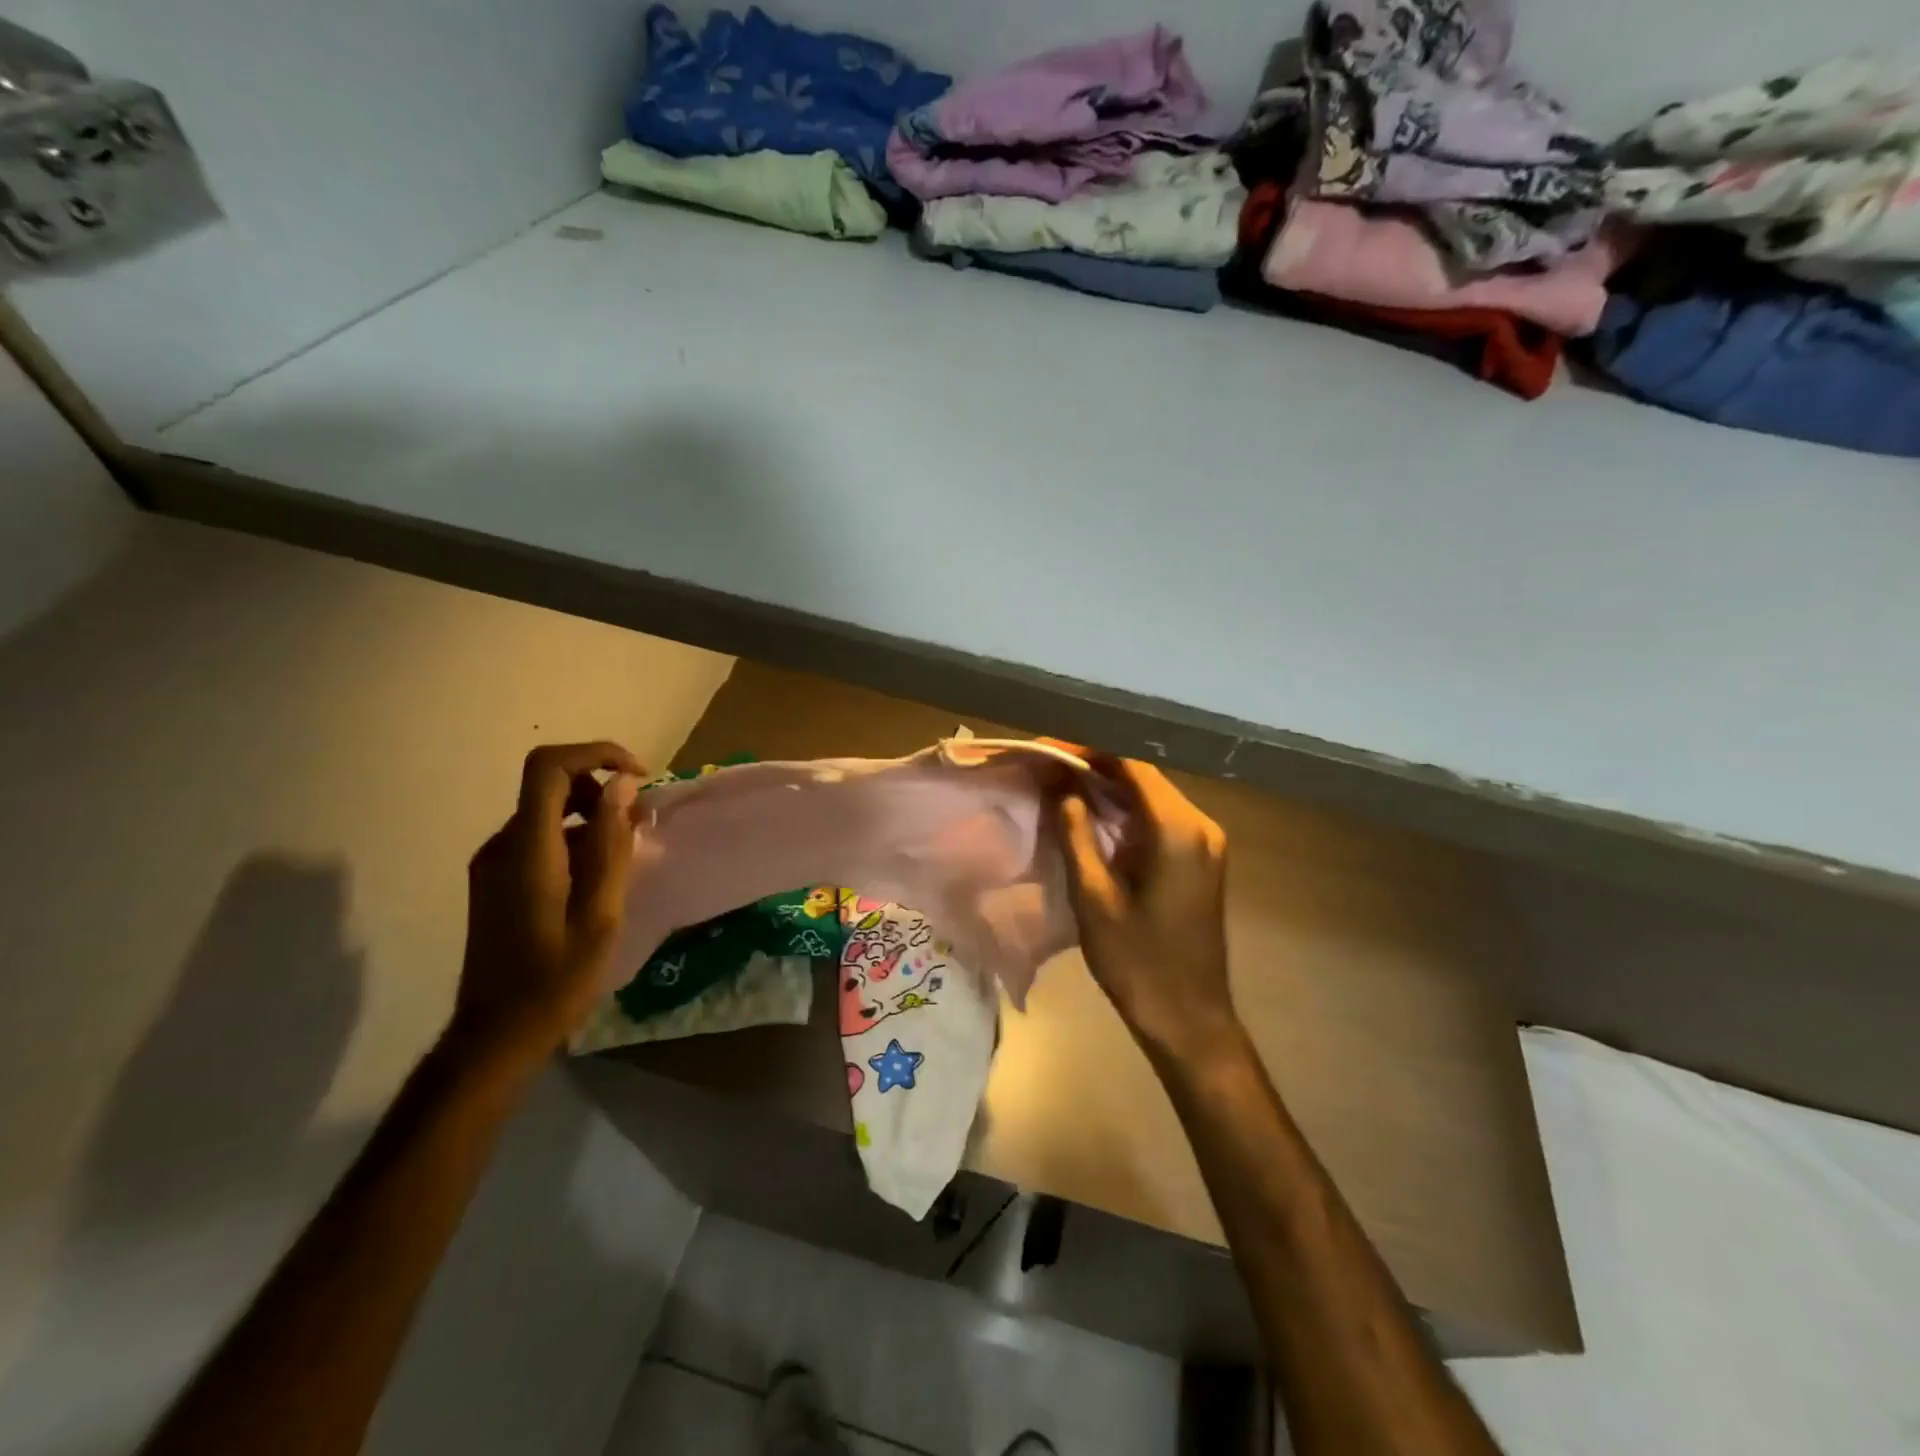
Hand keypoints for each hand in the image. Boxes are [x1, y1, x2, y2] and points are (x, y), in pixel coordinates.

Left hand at [450, 742, 645, 1068]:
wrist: (496, 1034)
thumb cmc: (556, 979)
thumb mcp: (600, 912)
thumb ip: (612, 845)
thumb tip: (623, 787)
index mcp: (527, 849)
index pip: (550, 767)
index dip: (596, 754)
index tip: (638, 777)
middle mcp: (502, 845)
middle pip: (551, 784)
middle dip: (602, 789)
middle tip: (642, 824)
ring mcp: (493, 863)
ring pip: (547, 812)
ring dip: (592, 817)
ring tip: (627, 855)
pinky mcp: (495, 880)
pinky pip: (539, 838)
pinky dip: (575, 839)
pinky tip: (598, 879)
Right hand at [1054, 758, 1239, 1062]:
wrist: (1188, 1019)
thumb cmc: (1137, 961)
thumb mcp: (1093, 897)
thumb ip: (1076, 833)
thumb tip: (1059, 787)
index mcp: (1178, 830)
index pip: (1130, 765)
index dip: (1086, 751)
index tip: (1045, 749)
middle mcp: (1199, 825)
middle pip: (1142, 776)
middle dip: (1092, 766)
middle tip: (1044, 766)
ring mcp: (1204, 841)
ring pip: (1149, 796)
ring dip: (1106, 788)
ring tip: (1057, 784)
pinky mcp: (1199, 858)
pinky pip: (1157, 819)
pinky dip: (1123, 811)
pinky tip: (1089, 814)